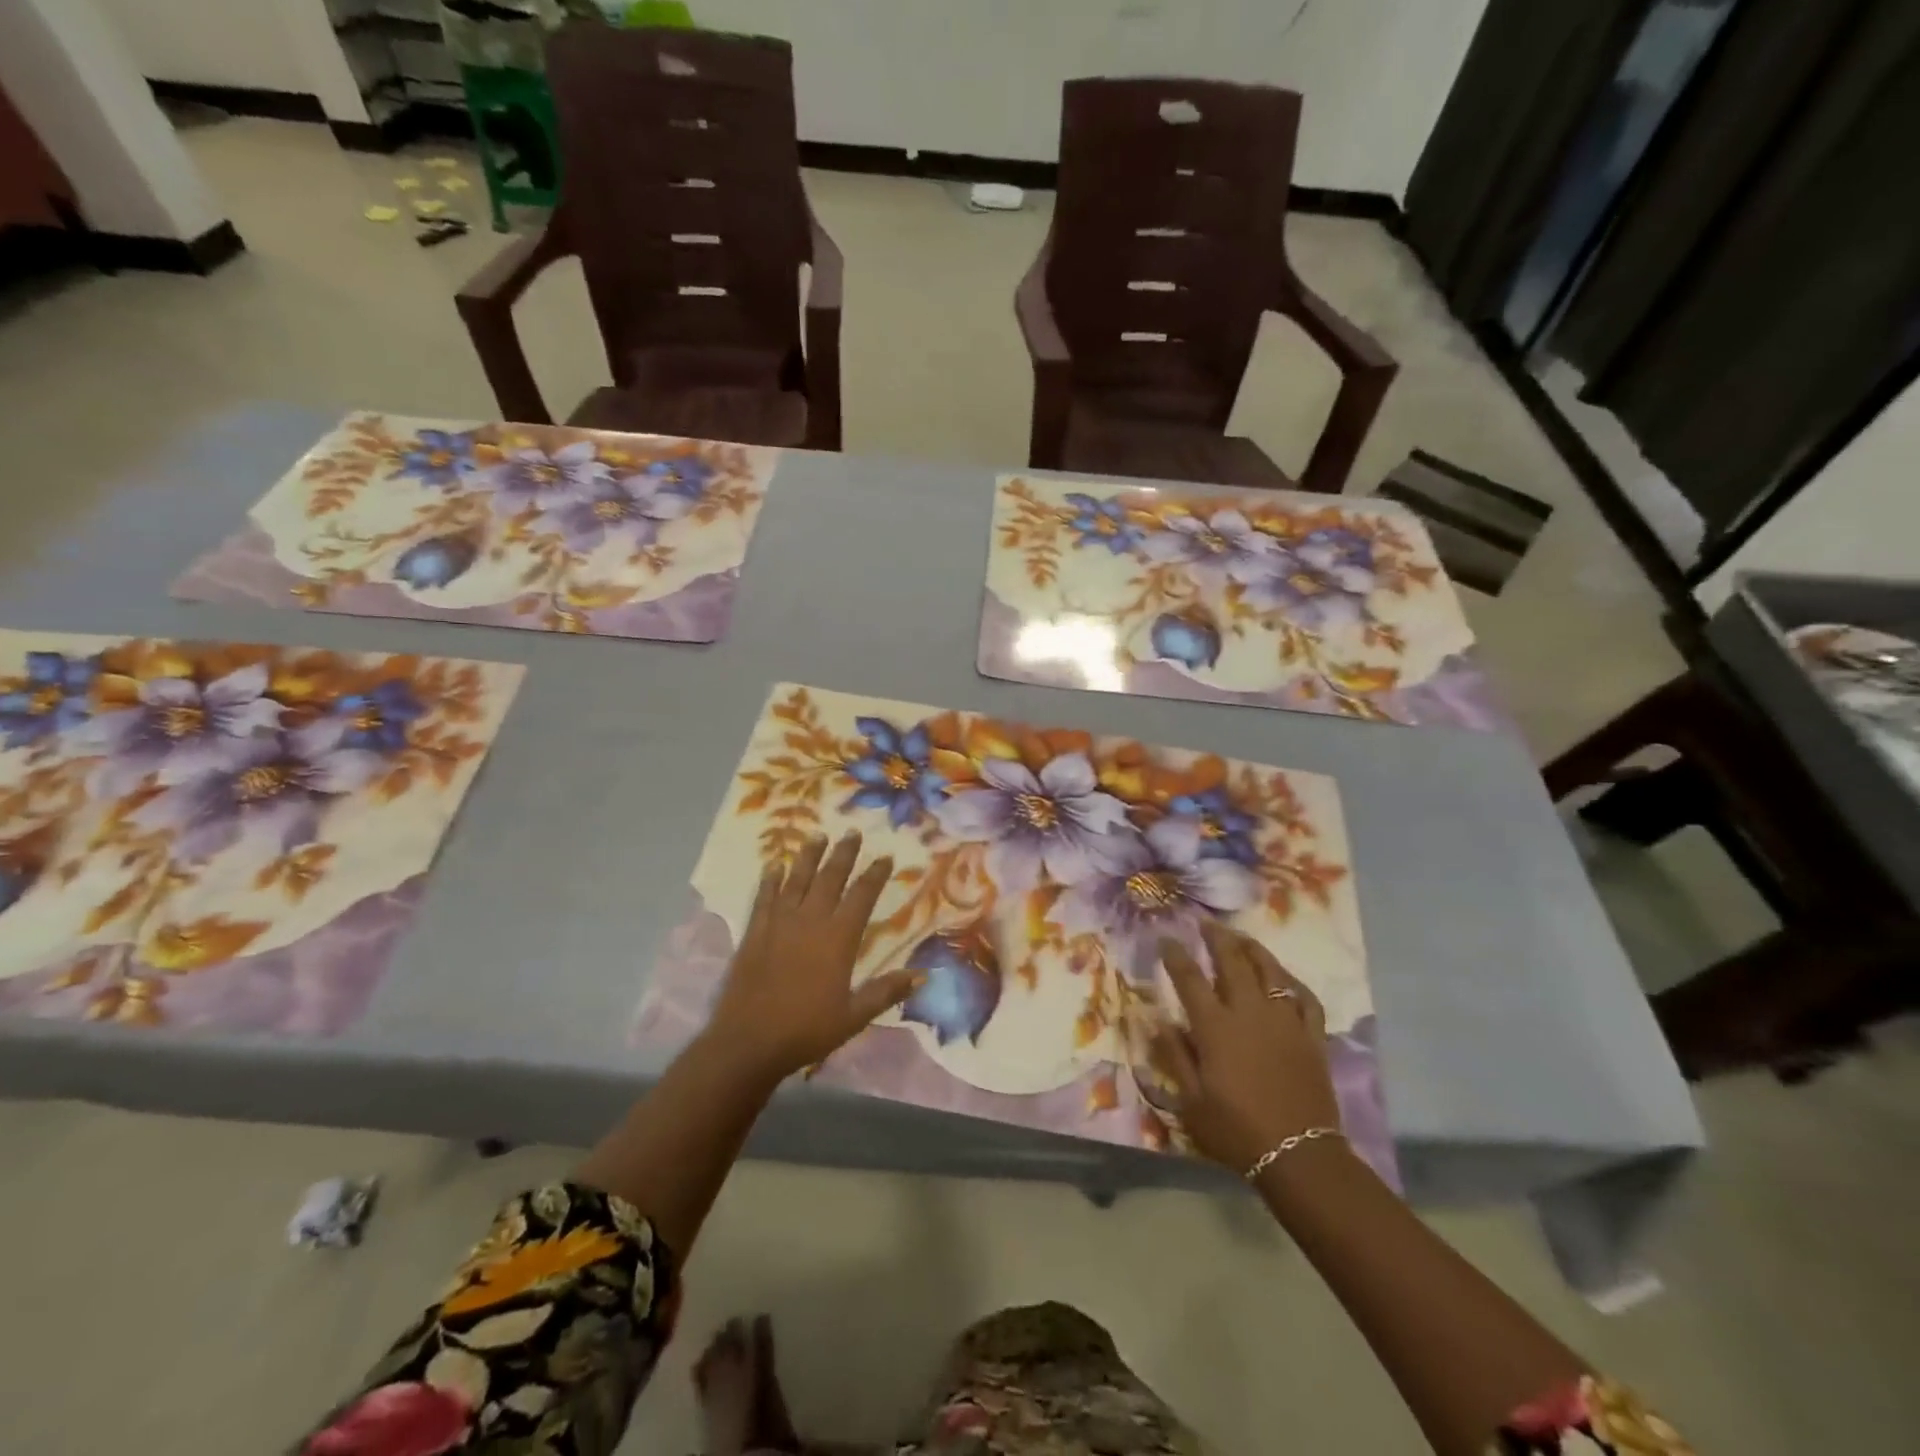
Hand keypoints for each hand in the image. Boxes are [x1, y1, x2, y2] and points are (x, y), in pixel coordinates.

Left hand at [704, 832, 916, 1084]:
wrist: (749, 1042)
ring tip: (817, 835)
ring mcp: (779, 924)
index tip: (885, 857)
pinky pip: (764, 898)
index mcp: (838, 939)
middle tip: (852, 833)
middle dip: (843, 854)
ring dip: (808, 857)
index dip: (875, 875)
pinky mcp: (755, 933)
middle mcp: (810, 921)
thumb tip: (922, 975)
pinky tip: (774, 866)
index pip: (862, 896)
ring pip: (797, 880)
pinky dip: (770, 880)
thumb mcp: (854, 1017)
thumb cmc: (806, 1030)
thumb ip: (886, 992)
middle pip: (830, 878)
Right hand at [1154, 920, 1341, 1175]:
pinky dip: (1293, 982)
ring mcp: (1285, 1020)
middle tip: (1205, 924)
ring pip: (1270, 970)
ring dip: (1253, 949)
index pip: (1189, 978)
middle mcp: (1249, 1012)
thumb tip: (1156, 1018)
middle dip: (1216, 937)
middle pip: (1232, 961)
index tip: (1166, 938)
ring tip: (1241, 937)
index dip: (1175, 955)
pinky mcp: (1312, 1035)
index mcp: (1215, 1026)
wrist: (1299, 1155)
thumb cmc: (1236, 1130)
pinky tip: (1285, 978)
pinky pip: (1305, 997)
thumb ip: (1173, 1055)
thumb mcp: (1190, 1100)